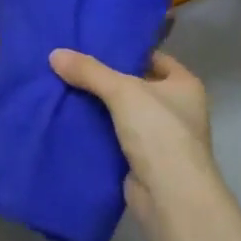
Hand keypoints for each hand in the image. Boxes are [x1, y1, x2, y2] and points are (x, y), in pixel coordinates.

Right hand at [49, 48, 229, 240]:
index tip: (94, 45)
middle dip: (106, 79)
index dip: (126, 51)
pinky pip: (115, 137)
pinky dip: (97, 131)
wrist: (170, 196)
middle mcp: (177, 109)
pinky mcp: (143, 161)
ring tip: (63, 87)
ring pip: (123, 114)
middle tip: (71, 65)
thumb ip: (90, 71)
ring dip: (99, 107)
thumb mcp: (123, 91)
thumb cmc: (159, 132)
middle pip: (136, 85)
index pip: (153, 58)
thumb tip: (55, 54)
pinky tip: (71, 120)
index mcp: (185, 85)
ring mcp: (161, 138)